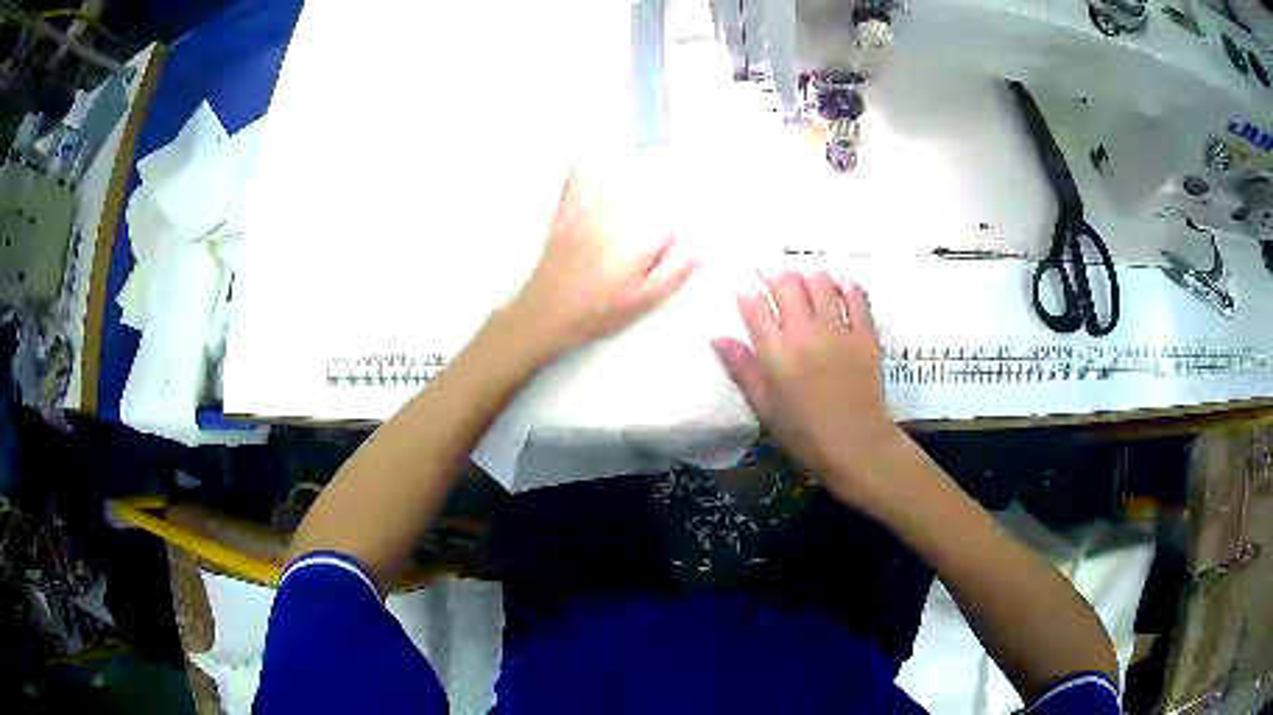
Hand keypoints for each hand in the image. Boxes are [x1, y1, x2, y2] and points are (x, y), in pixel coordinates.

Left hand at [507, 170, 698, 360]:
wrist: (546, 316)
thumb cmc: (599, 313)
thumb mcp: (644, 301)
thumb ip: (675, 271)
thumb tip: (704, 246)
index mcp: (638, 243)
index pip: (672, 217)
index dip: (685, 214)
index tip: (698, 205)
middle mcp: (615, 221)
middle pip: (646, 195)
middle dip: (665, 186)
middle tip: (676, 176)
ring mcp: (587, 217)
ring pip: (615, 187)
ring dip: (633, 175)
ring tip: (648, 164)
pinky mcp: (564, 218)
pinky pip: (574, 187)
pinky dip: (583, 172)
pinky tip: (590, 159)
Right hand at [712, 271, 902, 508]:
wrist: (855, 444)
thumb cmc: (804, 432)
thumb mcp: (764, 407)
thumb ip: (742, 370)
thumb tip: (717, 338)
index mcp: (777, 354)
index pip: (754, 305)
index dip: (745, 290)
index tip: (743, 287)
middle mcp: (806, 333)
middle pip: (787, 283)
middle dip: (774, 275)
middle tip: (772, 280)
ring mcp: (839, 330)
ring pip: (819, 282)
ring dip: (807, 275)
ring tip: (802, 282)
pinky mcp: (865, 334)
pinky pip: (856, 296)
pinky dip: (844, 285)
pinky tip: (838, 286)